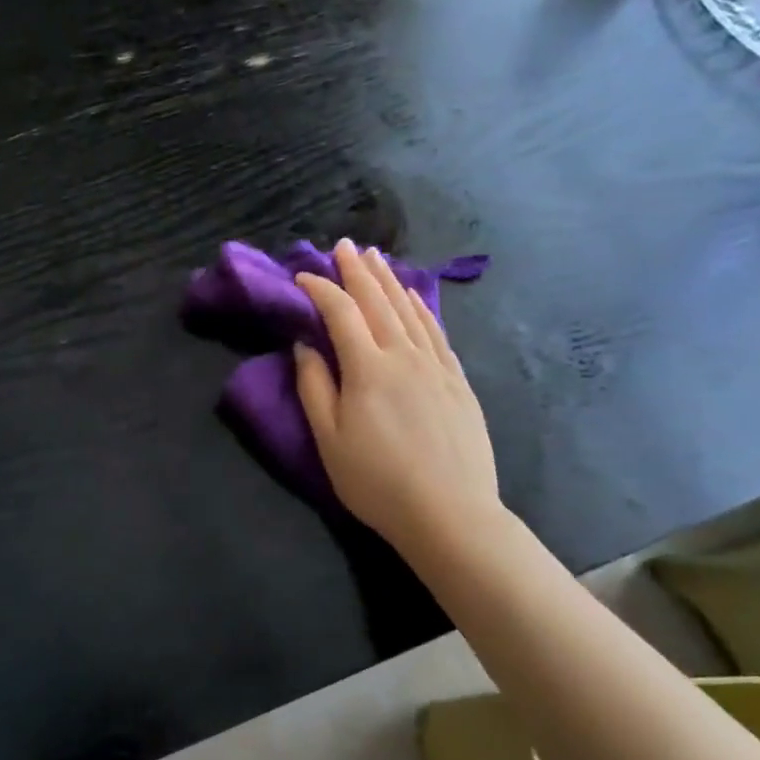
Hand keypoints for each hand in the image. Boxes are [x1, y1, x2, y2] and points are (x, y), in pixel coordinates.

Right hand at [293, 239, 504, 554]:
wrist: (450, 513)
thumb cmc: (377, 481)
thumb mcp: (330, 440)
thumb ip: (314, 387)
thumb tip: (305, 345)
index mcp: (367, 369)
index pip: (340, 313)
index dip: (320, 289)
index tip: (302, 276)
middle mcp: (404, 356)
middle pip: (378, 302)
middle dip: (358, 271)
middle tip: (345, 245)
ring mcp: (436, 367)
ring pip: (410, 311)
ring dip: (389, 281)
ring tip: (376, 258)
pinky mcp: (457, 382)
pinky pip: (437, 332)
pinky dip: (422, 307)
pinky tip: (415, 296)